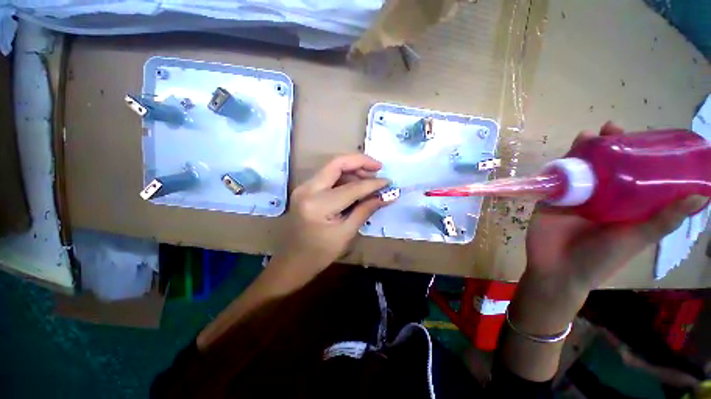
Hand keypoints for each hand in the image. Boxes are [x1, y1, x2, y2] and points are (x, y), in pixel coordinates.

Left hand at [273, 154, 389, 271]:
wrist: (293, 261)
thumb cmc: (320, 253)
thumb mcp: (346, 233)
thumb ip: (366, 210)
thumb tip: (387, 195)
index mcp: (318, 205)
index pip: (352, 187)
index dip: (373, 184)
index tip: (389, 182)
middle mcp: (308, 189)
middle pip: (337, 163)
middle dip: (360, 162)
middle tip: (378, 168)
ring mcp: (304, 187)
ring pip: (332, 167)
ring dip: (353, 168)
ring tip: (370, 178)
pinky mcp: (305, 189)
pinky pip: (327, 175)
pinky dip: (344, 176)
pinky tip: (356, 183)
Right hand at [512, 122, 705, 333]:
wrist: (557, 269)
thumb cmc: (599, 260)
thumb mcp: (634, 240)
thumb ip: (662, 221)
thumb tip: (701, 196)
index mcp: (622, 204)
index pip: (633, 173)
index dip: (637, 153)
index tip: (640, 136)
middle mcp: (600, 196)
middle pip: (604, 165)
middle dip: (608, 146)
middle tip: (611, 129)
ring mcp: (573, 197)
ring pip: (579, 168)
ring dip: (583, 151)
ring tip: (587, 135)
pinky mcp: (550, 198)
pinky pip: (555, 178)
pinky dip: (559, 165)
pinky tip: (563, 154)